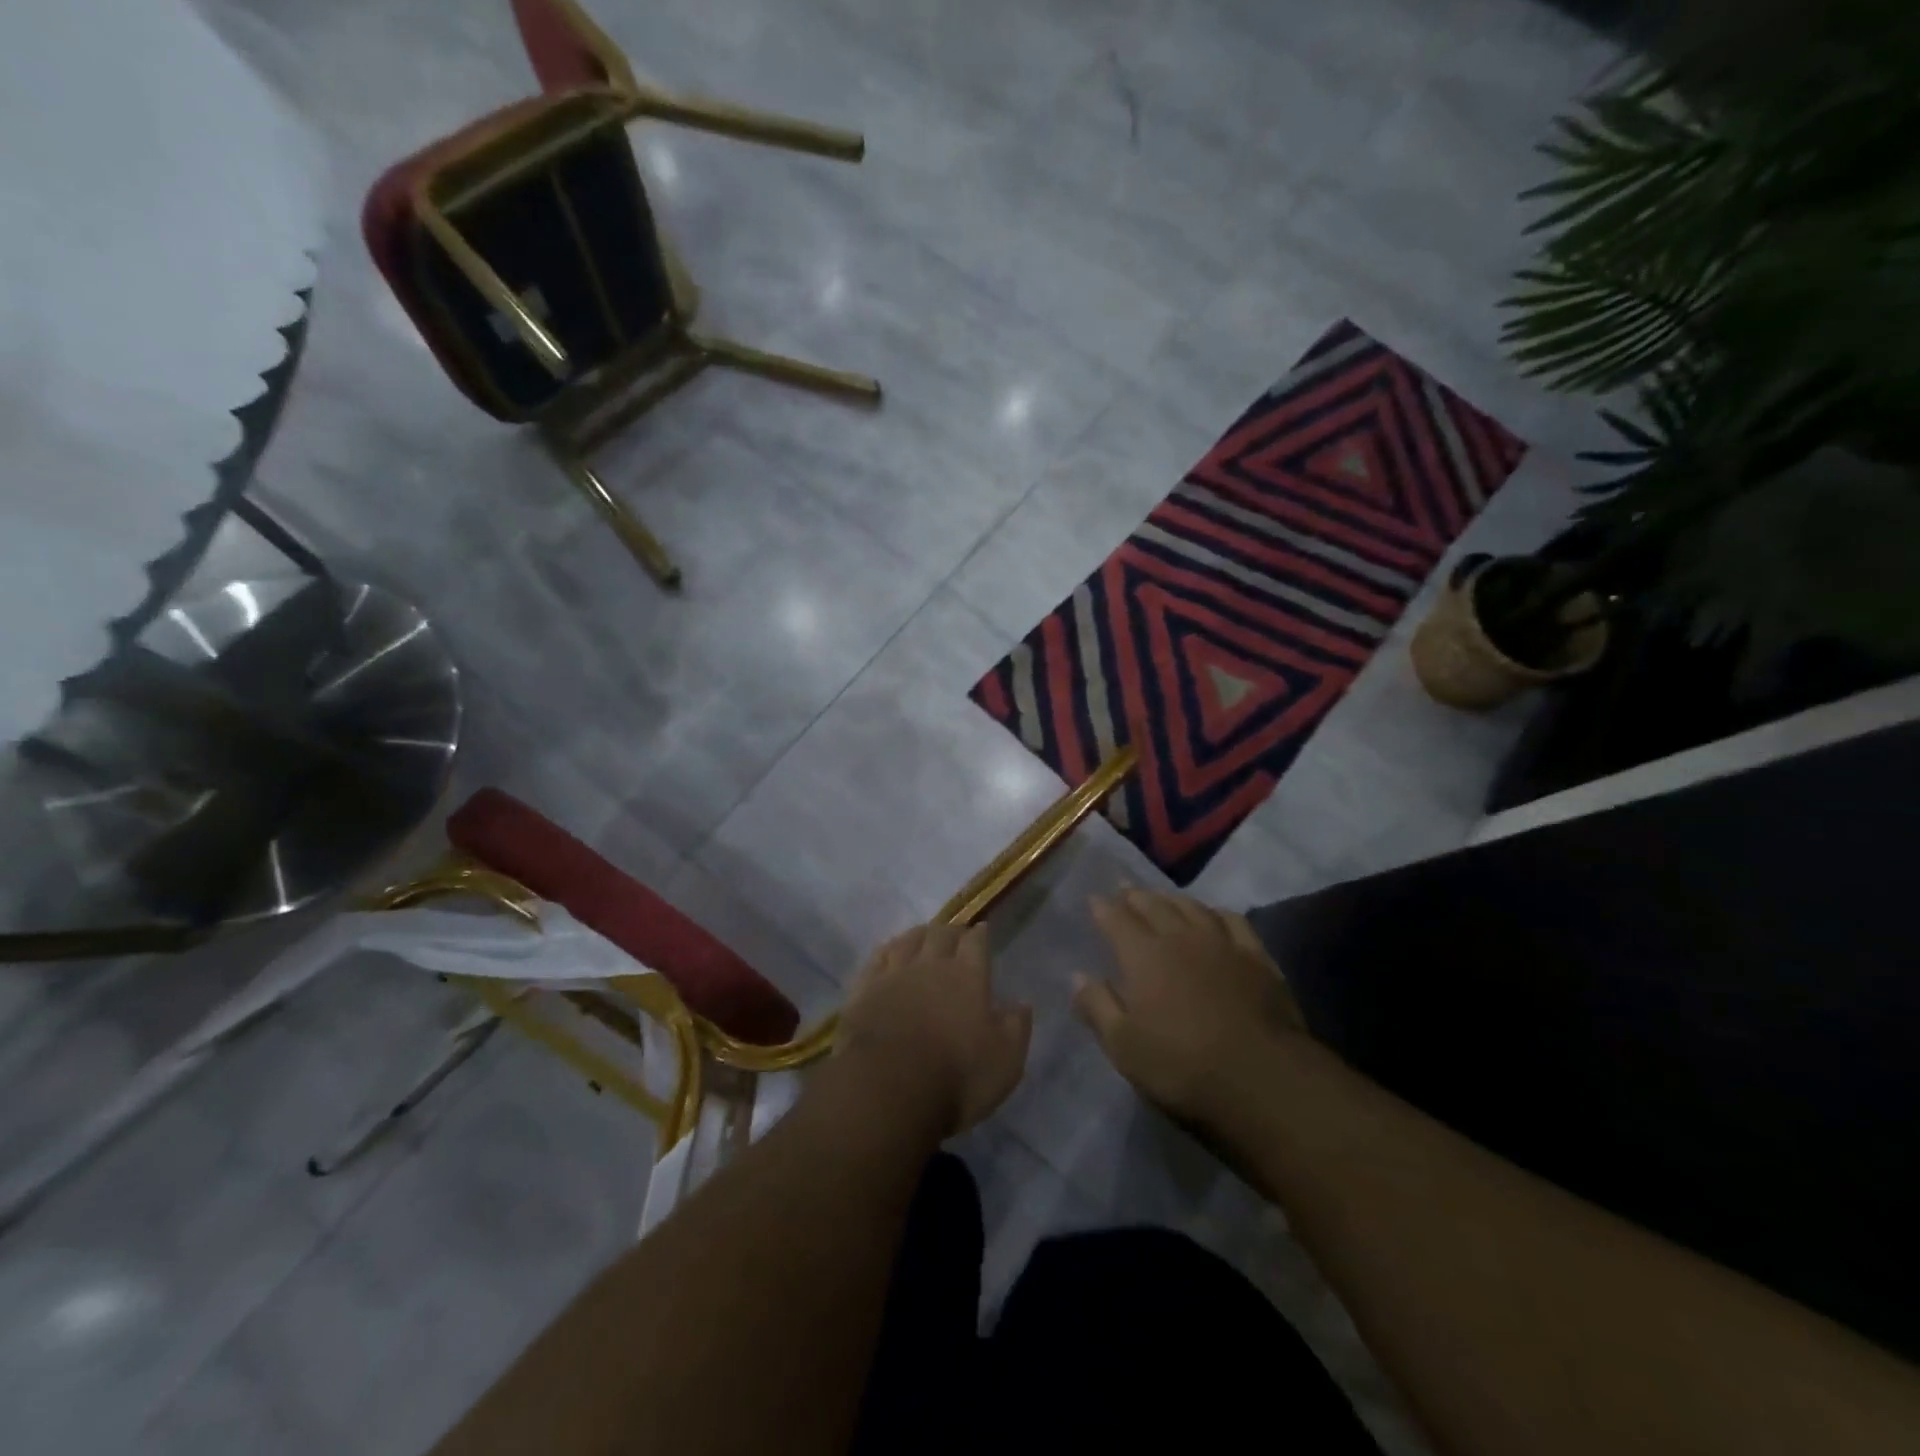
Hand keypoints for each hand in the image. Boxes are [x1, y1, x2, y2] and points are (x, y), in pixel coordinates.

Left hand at [836, 923, 1031, 1138]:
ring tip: (923, 935)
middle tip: (955, 934)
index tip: (982, 929)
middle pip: (941, 934)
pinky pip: (877, 958)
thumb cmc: (956, 1076)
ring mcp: (894, 974)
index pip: (976, 943)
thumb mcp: (1005, 1061)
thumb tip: (1022, 1003)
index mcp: (968, 977)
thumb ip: (1016, 1028)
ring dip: (919, 934)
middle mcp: (931, 965)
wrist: (887, 1087)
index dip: (980, 934)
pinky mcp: (864, 989)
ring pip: (908, 940)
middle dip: (950, 930)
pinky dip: (887, 950)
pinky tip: (888, 951)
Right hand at [1074, 889, 1307, 1124]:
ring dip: (1173, 899)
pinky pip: (1234, 921)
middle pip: (1154, 905)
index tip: (1094, 899)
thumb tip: (1078, 976)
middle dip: (1135, 896)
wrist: (1262, 1077)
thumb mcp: (1124, 1046)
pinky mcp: (1257, 957)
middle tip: (1125, 890)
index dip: (1103, 908)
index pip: (1117, 920)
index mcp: (1144, 956)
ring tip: (1163, 898)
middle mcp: (1180, 937)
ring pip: (1192, 907)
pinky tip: (1215, 916)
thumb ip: (1098, 1007)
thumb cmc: (1182, 1065)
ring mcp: (1222, 943)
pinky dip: (1217, 913)